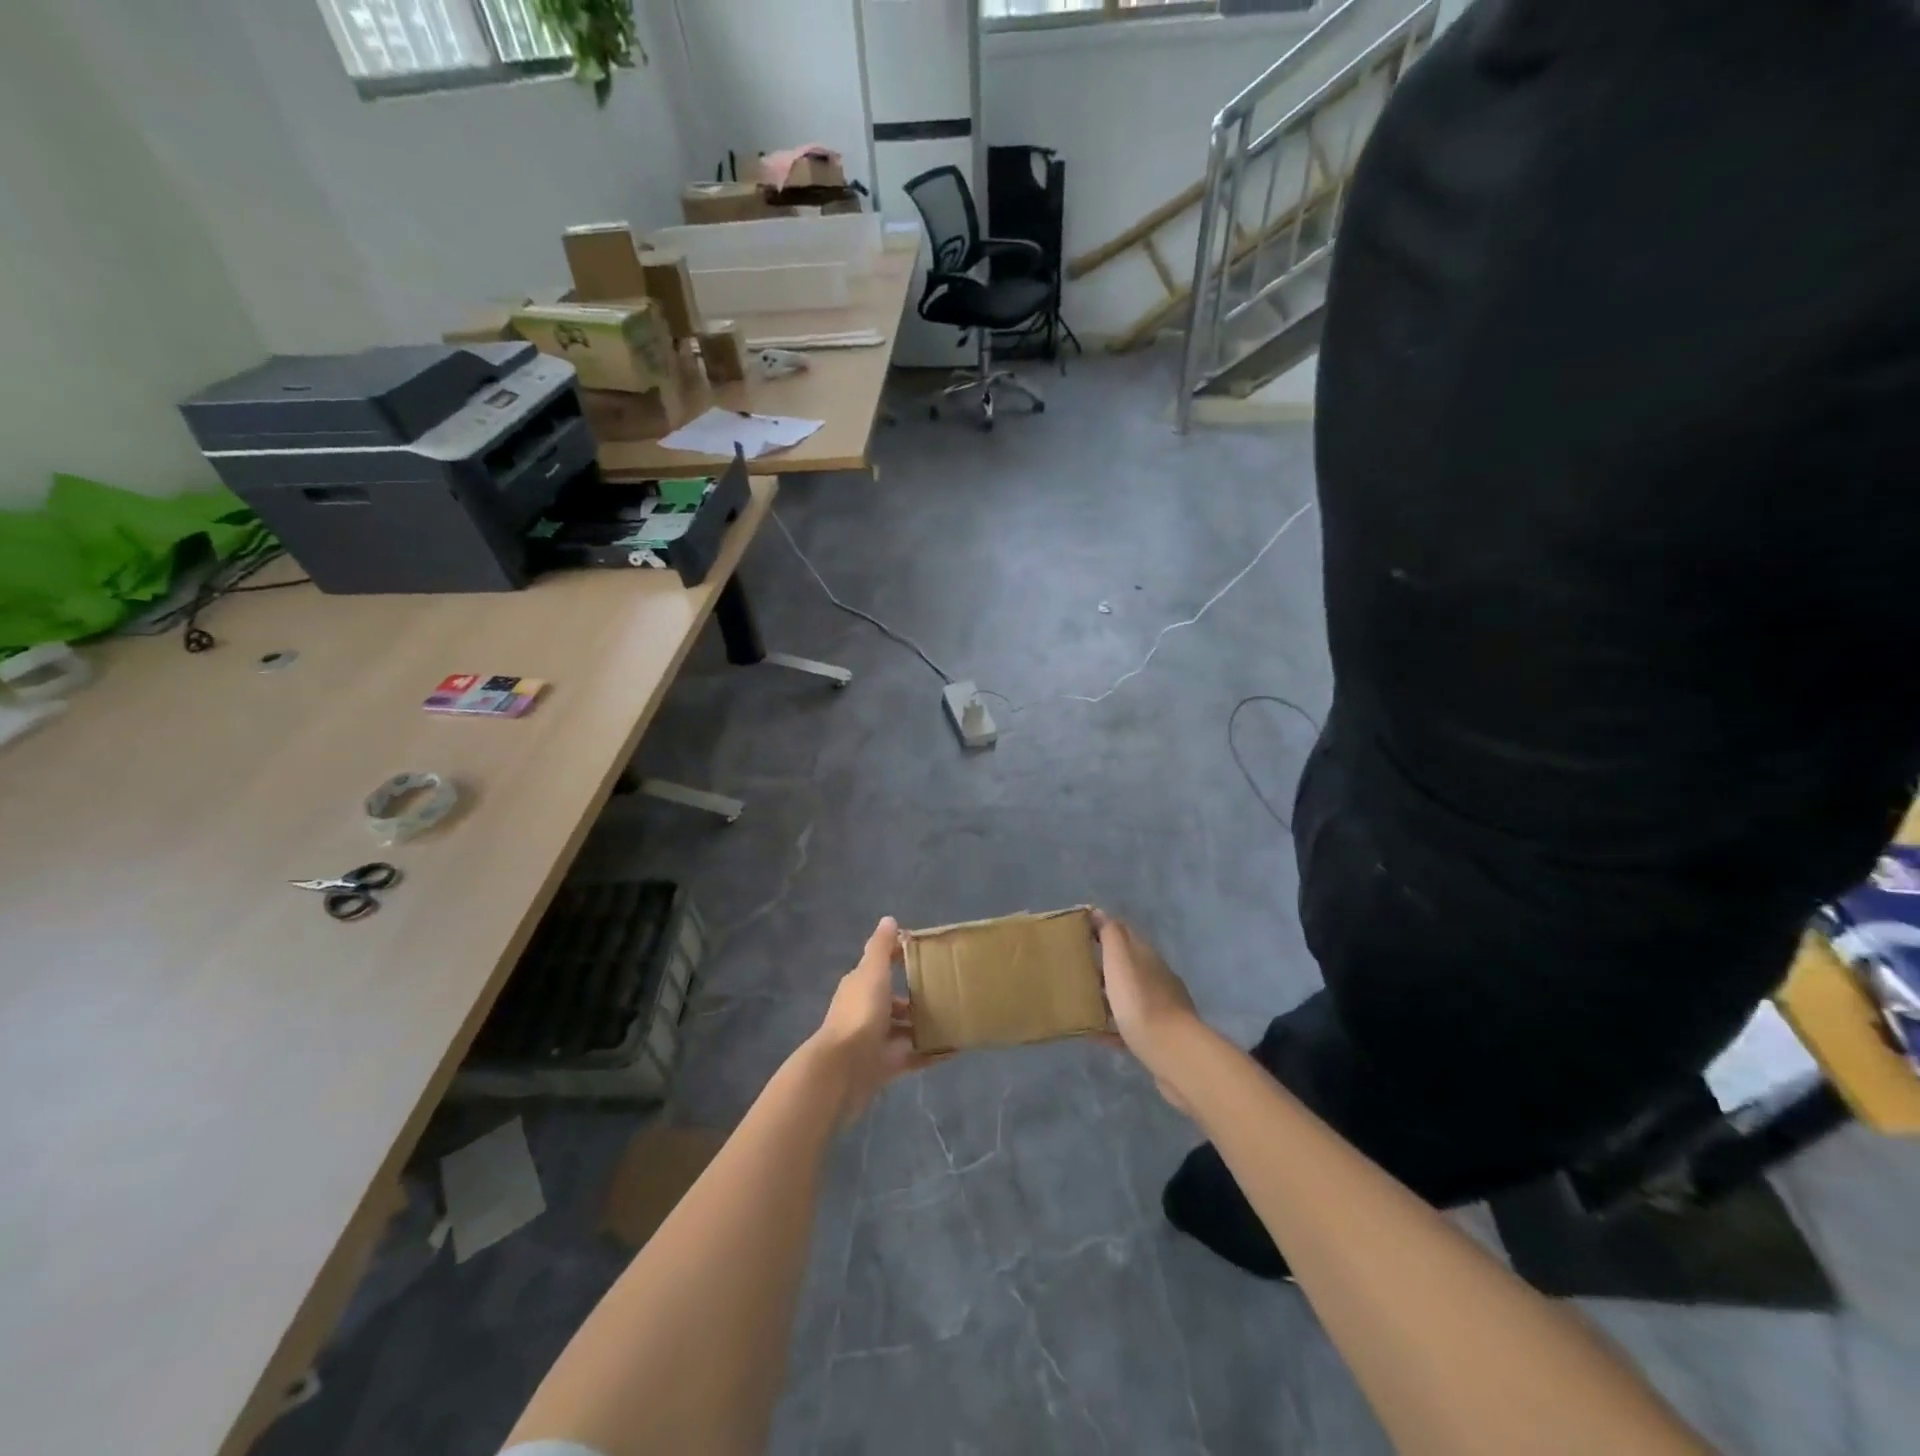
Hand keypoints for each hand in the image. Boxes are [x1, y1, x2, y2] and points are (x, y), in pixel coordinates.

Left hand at [807, 917, 944, 1126]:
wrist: (842, 1070)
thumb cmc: (860, 1013)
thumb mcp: (872, 972)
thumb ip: (881, 947)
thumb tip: (889, 920)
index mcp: (861, 986)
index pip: (882, 966)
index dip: (902, 958)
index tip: (930, 954)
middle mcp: (867, 1011)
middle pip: (896, 1001)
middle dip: (919, 997)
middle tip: (951, 991)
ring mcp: (877, 1040)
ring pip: (906, 1030)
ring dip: (926, 1026)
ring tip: (957, 1019)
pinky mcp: (887, 1066)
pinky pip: (915, 1057)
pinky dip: (933, 1054)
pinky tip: (956, 1049)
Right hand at [1094, 911, 1200, 1109]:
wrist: (1173, 1052)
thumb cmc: (1140, 1001)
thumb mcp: (1121, 960)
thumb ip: (1111, 934)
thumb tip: (1098, 912)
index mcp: (1146, 955)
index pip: (1123, 933)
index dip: (1101, 929)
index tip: (1077, 933)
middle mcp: (1156, 976)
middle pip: (1127, 965)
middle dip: (1103, 964)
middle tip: (1074, 969)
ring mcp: (1160, 1007)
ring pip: (1128, 995)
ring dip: (1107, 996)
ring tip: (1081, 1001)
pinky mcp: (1158, 1035)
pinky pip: (1129, 1026)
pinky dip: (1112, 1027)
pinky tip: (1094, 1034)